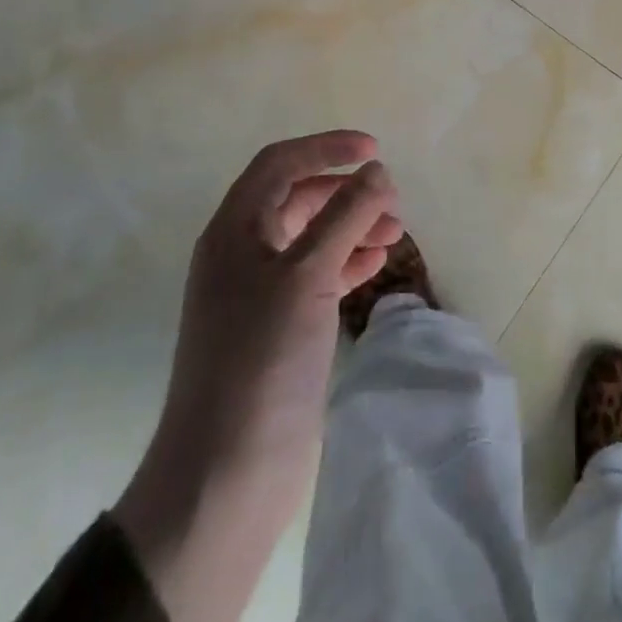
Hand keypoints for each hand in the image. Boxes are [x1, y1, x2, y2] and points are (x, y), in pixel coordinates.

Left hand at [112, 131, 400, 621]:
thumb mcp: (307, 275)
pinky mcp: (278, 327)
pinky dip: (348, 261)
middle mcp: (242, 254)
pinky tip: (376, 264)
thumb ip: (346, 215)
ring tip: (395, 233)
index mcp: (234, 231)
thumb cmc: (261, 359)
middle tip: (392, 201)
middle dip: (346, 192)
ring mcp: (259, 293)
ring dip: (353, 226)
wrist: (226, 472)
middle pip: (298, 199)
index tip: (375, 150)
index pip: (280, 164)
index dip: (326, 148)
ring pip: (312, 237)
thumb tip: (376, 171)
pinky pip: (318, 275)